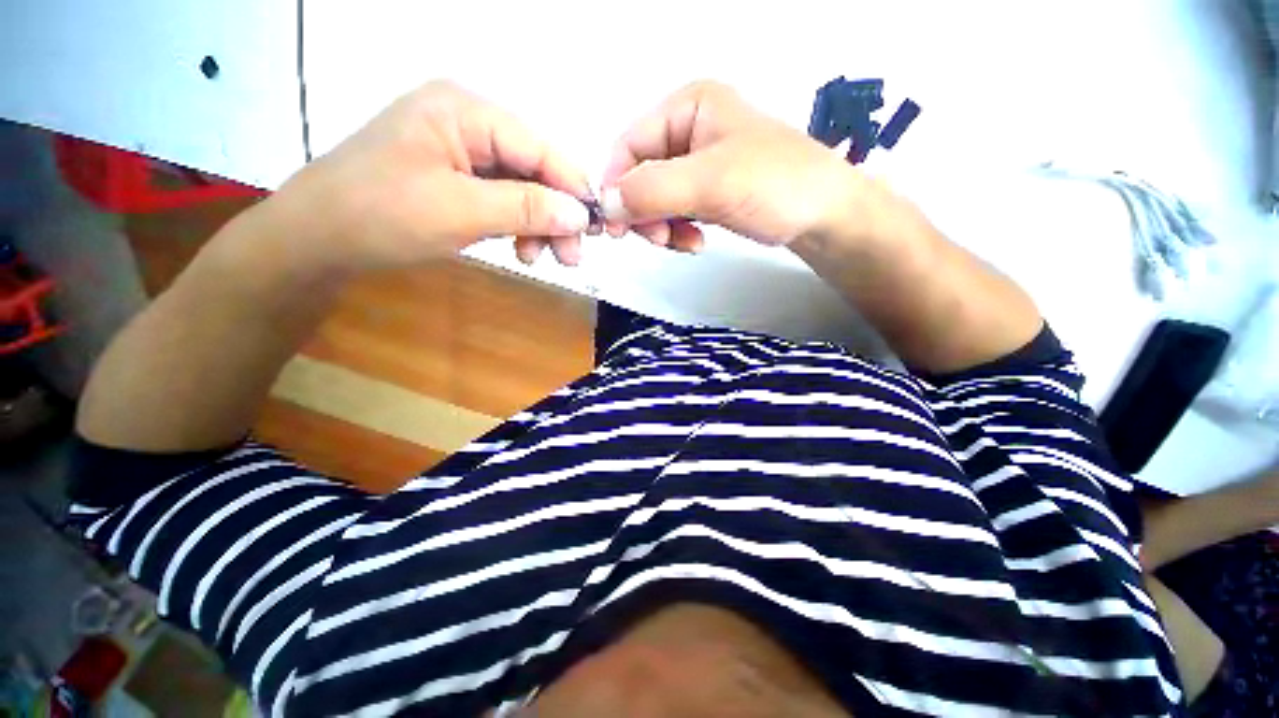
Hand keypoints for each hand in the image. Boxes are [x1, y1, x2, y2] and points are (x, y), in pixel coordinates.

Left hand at [262, 81, 595, 272]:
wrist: (318, 238)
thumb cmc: (382, 215)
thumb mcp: (461, 211)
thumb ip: (526, 208)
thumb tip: (582, 215)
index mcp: (465, 111)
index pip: (539, 149)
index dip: (573, 189)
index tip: (598, 229)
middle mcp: (468, 122)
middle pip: (533, 169)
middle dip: (555, 215)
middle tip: (570, 257)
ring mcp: (461, 151)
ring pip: (522, 189)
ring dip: (538, 225)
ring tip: (537, 258)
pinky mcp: (457, 178)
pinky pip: (503, 200)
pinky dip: (517, 227)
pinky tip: (519, 249)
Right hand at [600, 81, 863, 250]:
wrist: (823, 215)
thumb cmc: (774, 185)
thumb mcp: (710, 182)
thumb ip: (652, 191)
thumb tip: (605, 206)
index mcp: (688, 108)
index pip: (629, 146)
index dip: (616, 186)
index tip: (617, 228)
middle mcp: (688, 131)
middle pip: (640, 175)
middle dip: (645, 213)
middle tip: (659, 240)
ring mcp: (698, 164)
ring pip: (655, 199)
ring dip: (662, 226)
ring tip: (684, 243)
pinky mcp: (707, 191)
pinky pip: (675, 212)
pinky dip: (677, 231)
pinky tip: (695, 242)